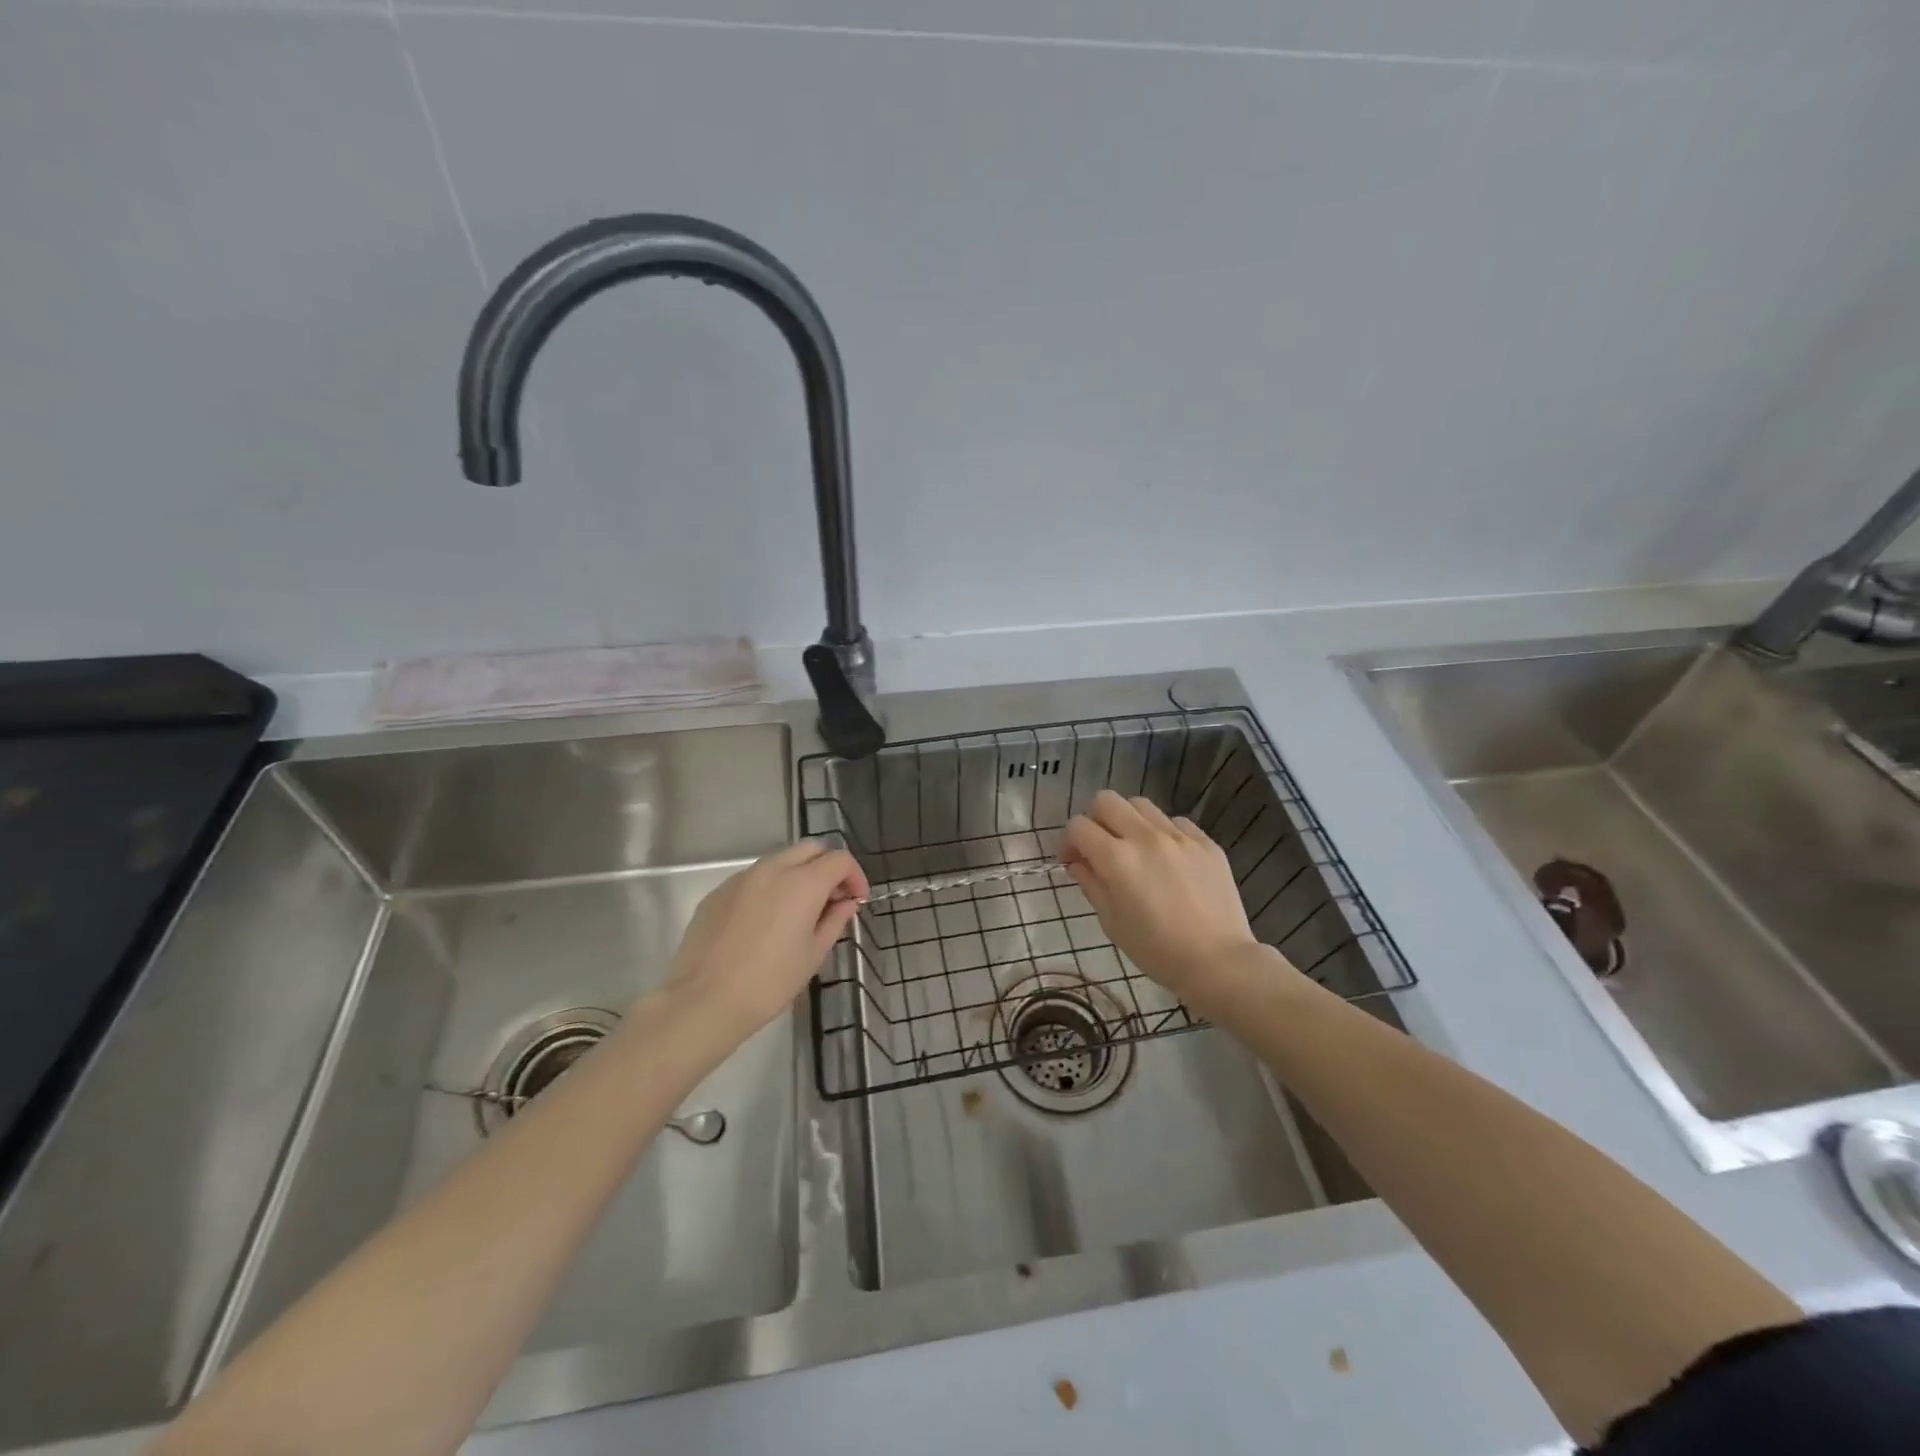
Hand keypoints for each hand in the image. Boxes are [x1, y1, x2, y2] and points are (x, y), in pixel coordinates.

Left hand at [663, 841, 867, 1038]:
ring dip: (798, 875)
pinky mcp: (718, 892)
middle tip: (831, 900)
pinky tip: (765, 921)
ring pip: (780, 860)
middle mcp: (772, 869)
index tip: (856, 901)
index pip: (839, 860)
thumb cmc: (770, 982)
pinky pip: (753, 878)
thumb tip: (845, 904)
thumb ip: (834, 921)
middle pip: (810, 849)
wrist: (704, 1001)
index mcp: (802, 883)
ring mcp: (741, 878)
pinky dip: (770, 888)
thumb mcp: (813, 955)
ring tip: (799, 911)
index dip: (855, 877)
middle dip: (827, 867)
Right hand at [1060, 790, 1283, 1013]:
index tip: (1072, 860)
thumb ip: (1091, 884)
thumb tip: (1078, 862)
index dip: (1068, 841)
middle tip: (1099, 846)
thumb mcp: (1112, 922)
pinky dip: (1161, 832)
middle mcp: (1146, 837)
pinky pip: (1174, 821)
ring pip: (1140, 804)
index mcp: (1117, 859)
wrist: (1219, 962)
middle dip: (1094, 819)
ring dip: (1127, 820)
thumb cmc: (1157, 951)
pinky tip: (1166, 857)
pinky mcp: (1205, 841)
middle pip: (1106, 800)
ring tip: (1133, 847)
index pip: (1078, 826)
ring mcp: (1179, 836)